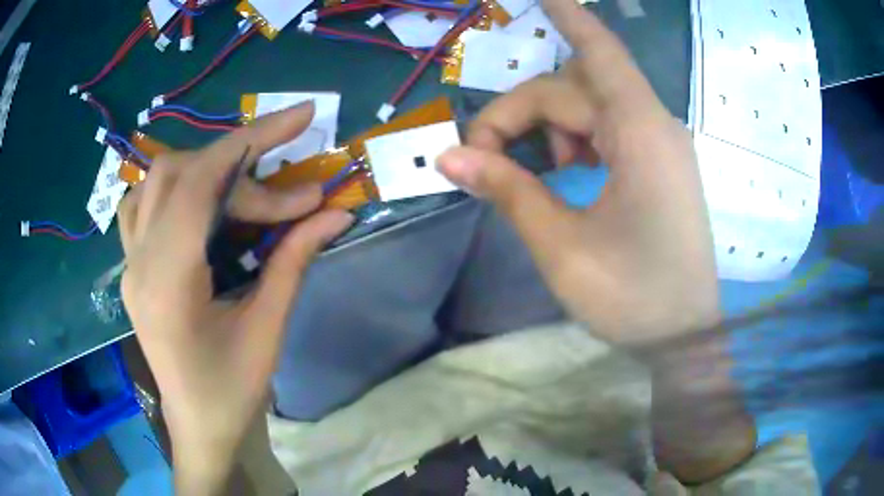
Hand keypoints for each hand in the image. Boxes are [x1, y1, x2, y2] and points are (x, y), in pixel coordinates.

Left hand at [118, 102, 352, 491]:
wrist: (198, 425)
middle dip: (239, 165)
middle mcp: (138, 262)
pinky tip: (199, 201)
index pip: (201, 183)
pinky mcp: (132, 267)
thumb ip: (294, 261)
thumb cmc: (233, 391)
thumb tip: (336, 212)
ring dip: (205, 167)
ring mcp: (129, 263)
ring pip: (156, 179)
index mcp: (167, 282)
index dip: (252, 140)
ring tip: (245, 188)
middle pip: (179, 173)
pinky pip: (142, 203)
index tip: (302, 117)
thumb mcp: (268, 329)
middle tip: (289, 194)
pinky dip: (174, 184)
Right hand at [438, 0, 718, 342]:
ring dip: (548, 125)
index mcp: (641, 135)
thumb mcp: (562, 248)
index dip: (568, 15)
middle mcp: (654, 127)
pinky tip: (562, 171)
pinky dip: (575, 139)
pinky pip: (609, 129)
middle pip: (574, 88)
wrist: (686, 335)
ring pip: (590, 106)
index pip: (599, 52)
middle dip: (520, 112)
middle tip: (480, 157)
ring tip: (528, 170)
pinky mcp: (659, 165)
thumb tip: (449, 157)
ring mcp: (660, 145)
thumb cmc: (633, 299)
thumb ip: (508, 192)